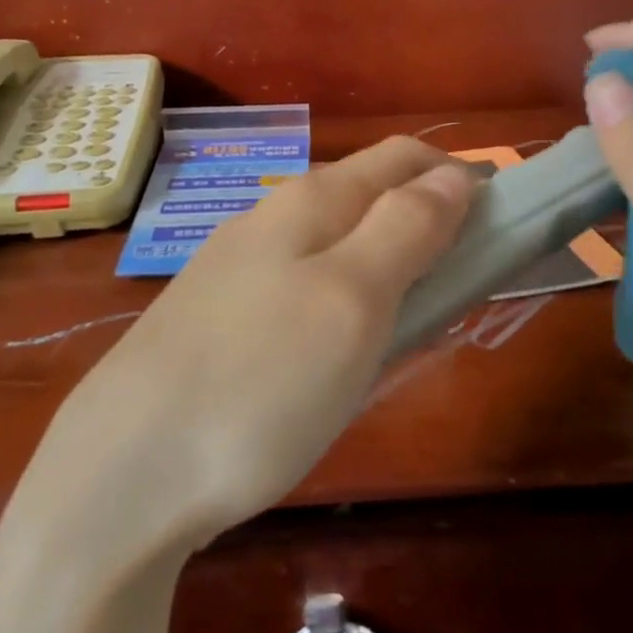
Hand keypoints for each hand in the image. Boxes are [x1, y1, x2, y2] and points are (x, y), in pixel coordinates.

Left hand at [35, 137, 475, 553]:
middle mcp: (269, 223)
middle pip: (367, 202)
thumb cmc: (260, 381)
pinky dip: (343, 313)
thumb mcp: (353, 298)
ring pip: (334, 253)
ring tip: (418, 326)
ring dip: (386, 274)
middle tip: (469, 288)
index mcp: (309, 203)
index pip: (402, 159)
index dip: (459, 177)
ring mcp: (236, 275)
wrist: (125, 472)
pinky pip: (302, 299)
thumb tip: (455, 174)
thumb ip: (407, 228)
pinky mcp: (217, 326)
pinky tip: (343, 357)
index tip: (507, 223)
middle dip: (427, 229)